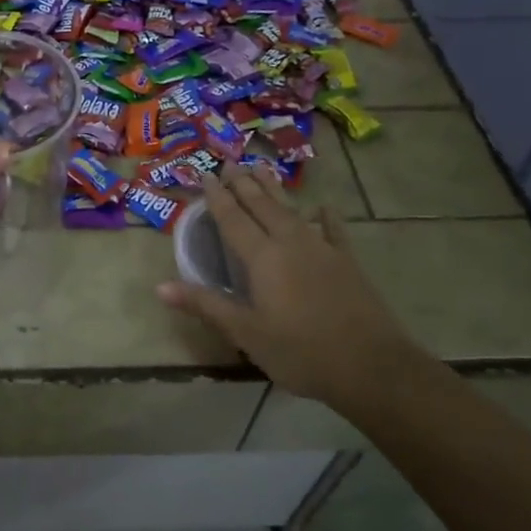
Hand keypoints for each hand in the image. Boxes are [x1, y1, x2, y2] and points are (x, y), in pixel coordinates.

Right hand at [157, 163, 432, 414]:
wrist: (372, 367)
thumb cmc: (300, 352)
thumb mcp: (245, 332)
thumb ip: (205, 304)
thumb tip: (159, 286)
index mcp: (263, 258)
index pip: (233, 219)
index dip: (217, 197)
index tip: (205, 174)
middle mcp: (291, 243)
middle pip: (262, 206)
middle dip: (244, 184)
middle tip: (230, 163)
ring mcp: (323, 250)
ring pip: (292, 210)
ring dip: (275, 190)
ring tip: (262, 169)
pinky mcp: (347, 263)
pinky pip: (334, 230)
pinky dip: (326, 217)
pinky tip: (323, 207)